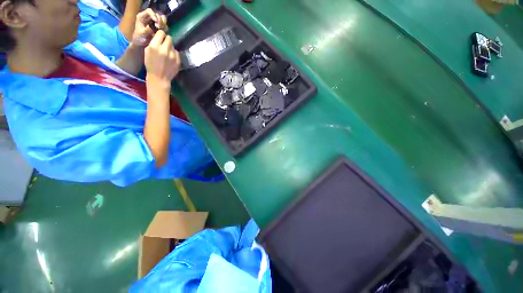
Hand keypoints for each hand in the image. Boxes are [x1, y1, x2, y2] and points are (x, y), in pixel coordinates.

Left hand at [131, 8, 167, 46]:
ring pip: (162, 19)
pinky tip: (164, 32)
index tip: (156, 22)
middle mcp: (149, 18)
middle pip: (157, 14)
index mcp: (142, 17)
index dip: (154, 15)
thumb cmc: (139, 39)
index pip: (149, 11)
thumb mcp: (141, 34)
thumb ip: (146, 30)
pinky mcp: (159, 28)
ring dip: (164, 24)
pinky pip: (165, 25)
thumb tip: (153, 28)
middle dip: (160, 20)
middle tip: (160, 27)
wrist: (142, 44)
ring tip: (162, 30)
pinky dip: (165, 28)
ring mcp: (155, 23)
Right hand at [145, 30, 180, 86]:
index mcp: (155, 46)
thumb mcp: (147, 51)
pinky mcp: (178, 61)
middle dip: (166, 40)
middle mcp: (165, 49)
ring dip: (170, 48)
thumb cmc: (151, 65)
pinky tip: (171, 59)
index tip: (160, 37)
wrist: (159, 78)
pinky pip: (177, 53)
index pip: (161, 33)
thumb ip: (153, 43)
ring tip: (167, 53)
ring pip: (173, 46)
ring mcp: (173, 56)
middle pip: (169, 38)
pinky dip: (174, 54)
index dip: (161, 35)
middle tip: (164, 45)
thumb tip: (157, 36)